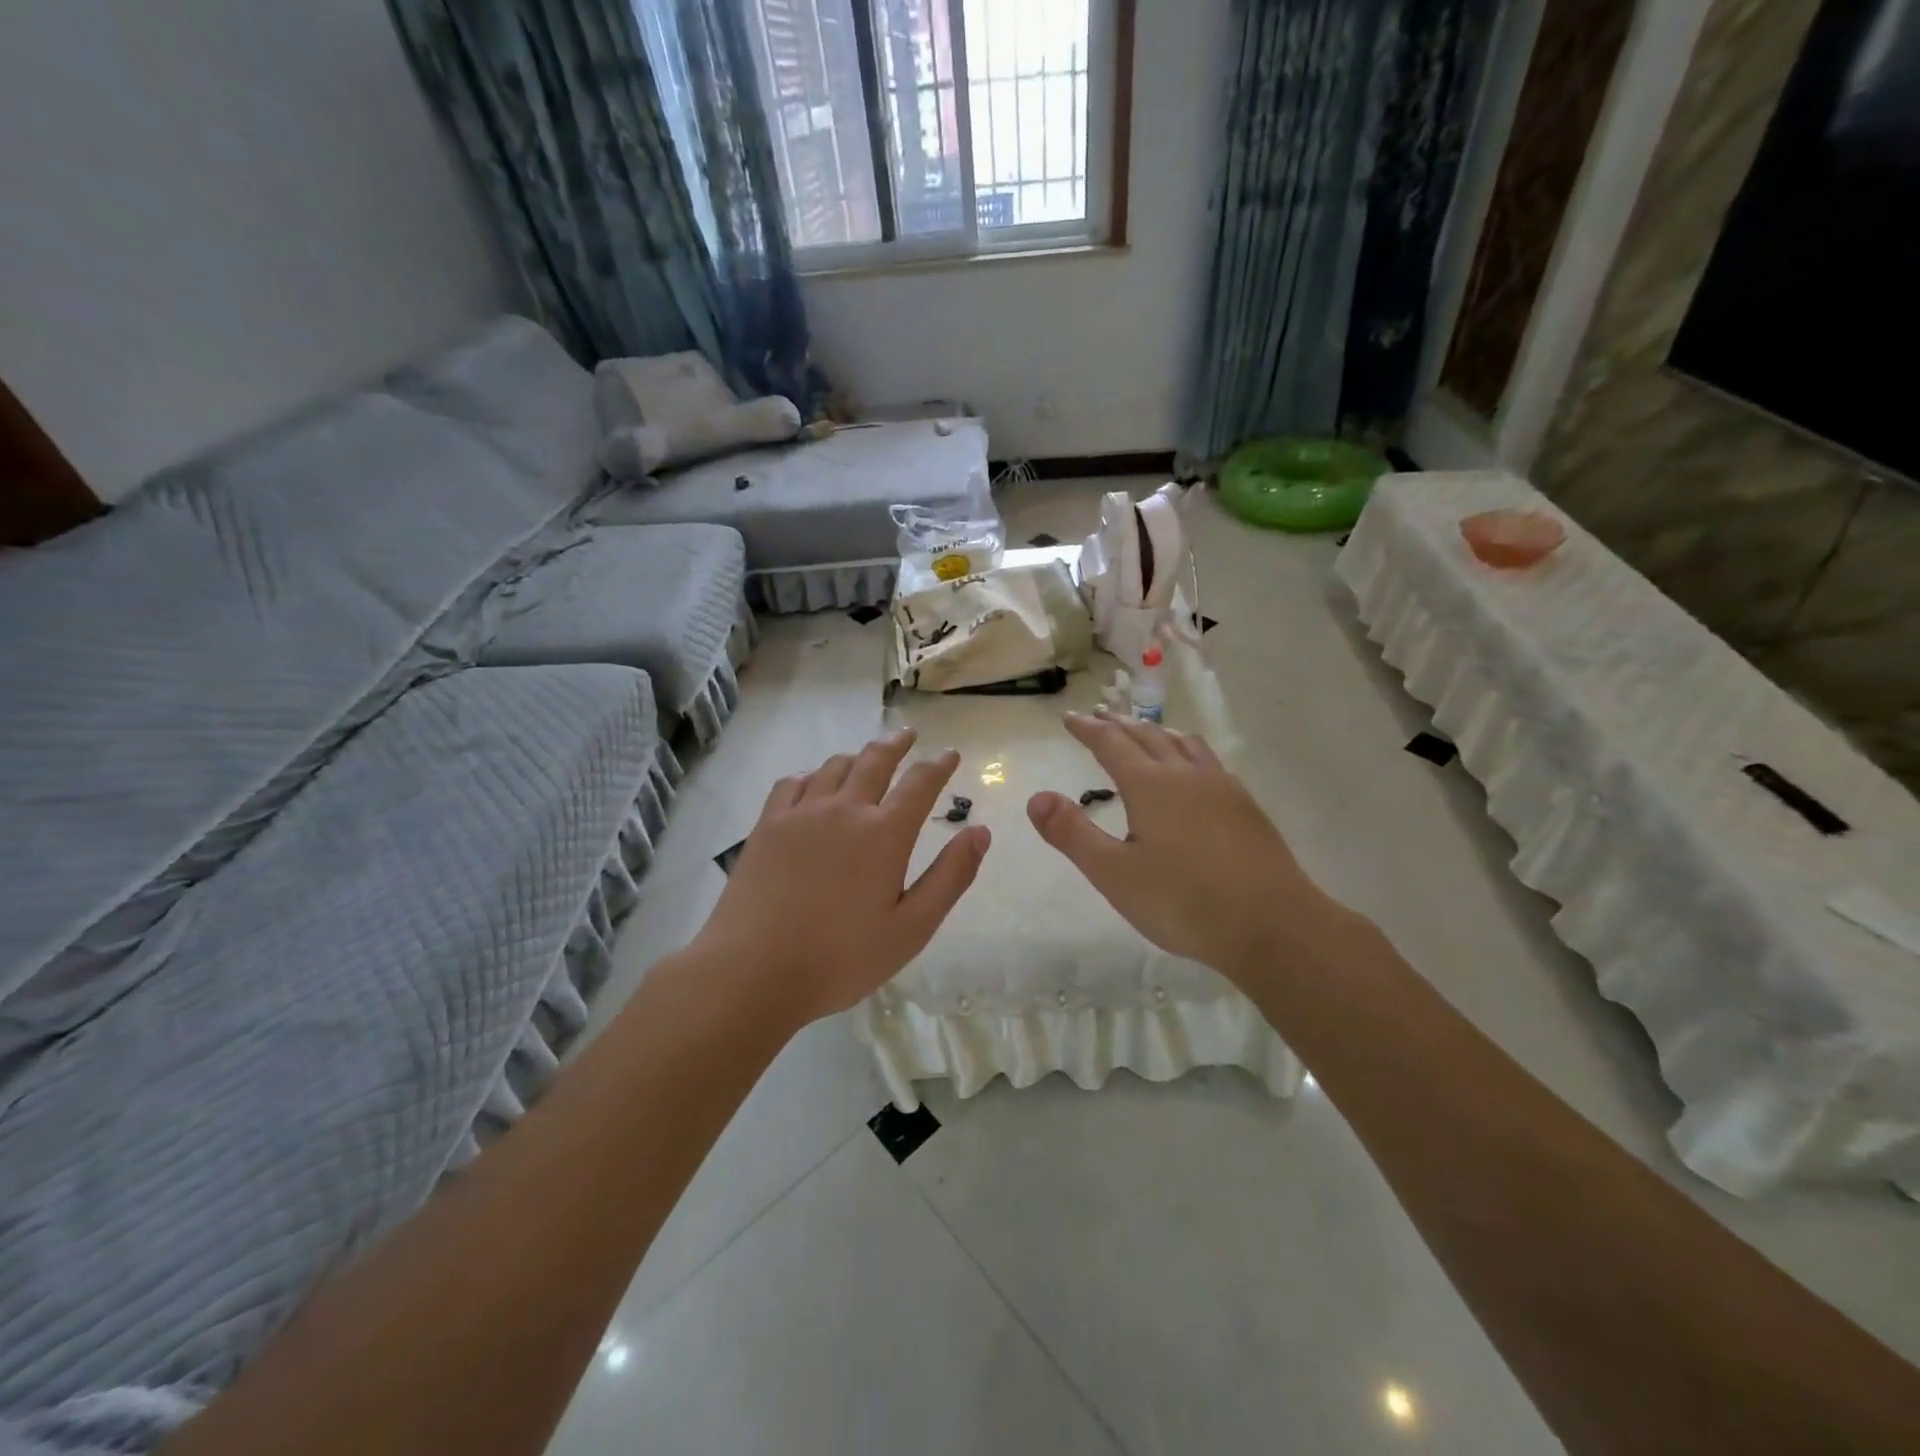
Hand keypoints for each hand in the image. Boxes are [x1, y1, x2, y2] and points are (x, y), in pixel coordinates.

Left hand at [693, 728, 990, 1023]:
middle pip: (875, 760)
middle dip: (898, 744)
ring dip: (857, 756)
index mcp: (885, 834)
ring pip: (835, 766)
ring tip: (866, 758)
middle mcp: (845, 809)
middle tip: (910, 735)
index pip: (920, 783)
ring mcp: (801, 813)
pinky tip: (815, 783)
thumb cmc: (841, 958)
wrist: (753, 971)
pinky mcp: (767, 825)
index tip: (951, 754)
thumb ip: (951, 876)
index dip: (939, 764)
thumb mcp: (911, 928)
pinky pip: (794, 782)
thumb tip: (981, 832)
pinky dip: (813, 774)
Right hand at [1026, 711, 1337, 979]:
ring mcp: (1222, 788)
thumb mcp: (1114, 873)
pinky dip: (1187, 751)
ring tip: (1146, 732)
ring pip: (1184, 744)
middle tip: (1100, 716)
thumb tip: (1036, 797)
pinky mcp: (1246, 807)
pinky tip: (1194, 771)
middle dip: (1119, 725)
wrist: (1272, 924)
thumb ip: (1072, 833)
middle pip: (1148, 737)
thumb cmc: (1183, 901)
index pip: (1111, 744)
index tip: (1070, 718)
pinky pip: (1209, 761)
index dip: (1088, 729)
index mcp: (1151, 785)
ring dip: (1158, 732)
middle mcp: (1186, 775)